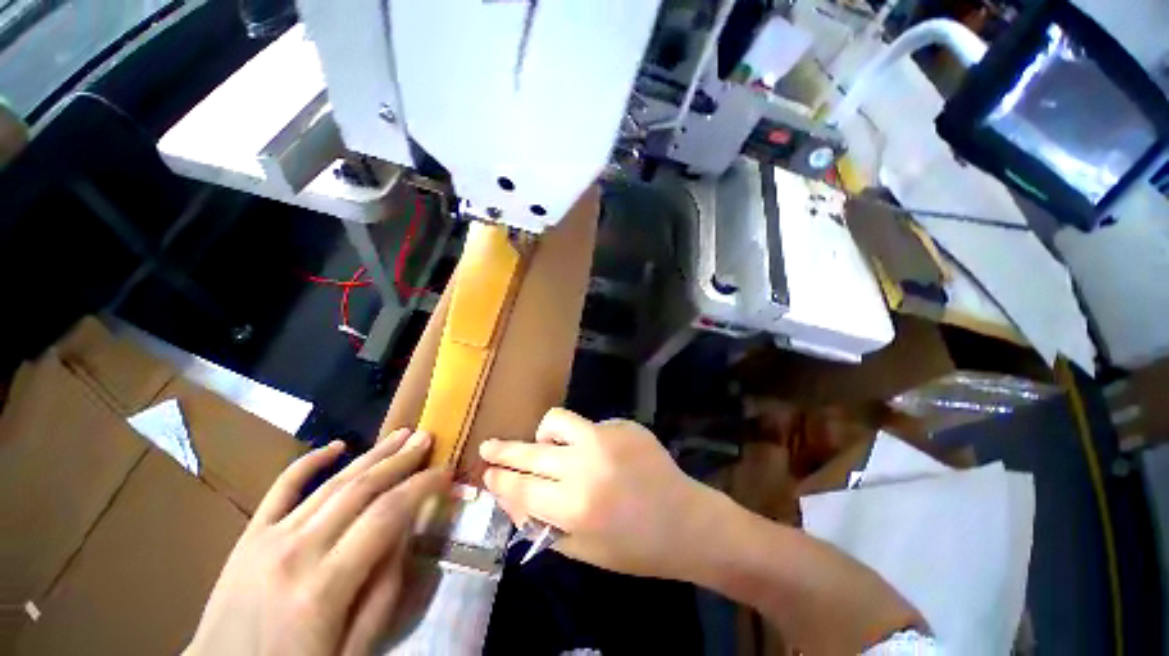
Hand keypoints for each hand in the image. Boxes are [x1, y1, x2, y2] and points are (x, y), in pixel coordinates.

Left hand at [185, 429, 449, 655]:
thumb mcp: (356, 647)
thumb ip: (386, 588)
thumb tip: (407, 532)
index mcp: (327, 586)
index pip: (388, 515)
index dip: (422, 487)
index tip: (445, 472)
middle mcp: (298, 551)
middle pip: (361, 489)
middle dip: (401, 460)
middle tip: (428, 438)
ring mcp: (269, 539)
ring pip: (331, 483)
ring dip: (371, 454)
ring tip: (401, 434)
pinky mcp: (249, 537)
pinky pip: (281, 488)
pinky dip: (309, 462)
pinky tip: (335, 445)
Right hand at [480, 408, 720, 578]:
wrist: (687, 521)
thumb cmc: (635, 548)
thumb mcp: (583, 550)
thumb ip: (542, 523)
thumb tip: (511, 497)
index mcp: (574, 505)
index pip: (521, 487)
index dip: (500, 479)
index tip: (487, 473)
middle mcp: (586, 464)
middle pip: (531, 451)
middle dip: (504, 450)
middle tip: (489, 446)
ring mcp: (607, 437)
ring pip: (557, 421)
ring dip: (546, 433)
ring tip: (549, 445)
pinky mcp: (624, 424)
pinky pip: (591, 425)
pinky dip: (586, 440)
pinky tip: (604, 457)